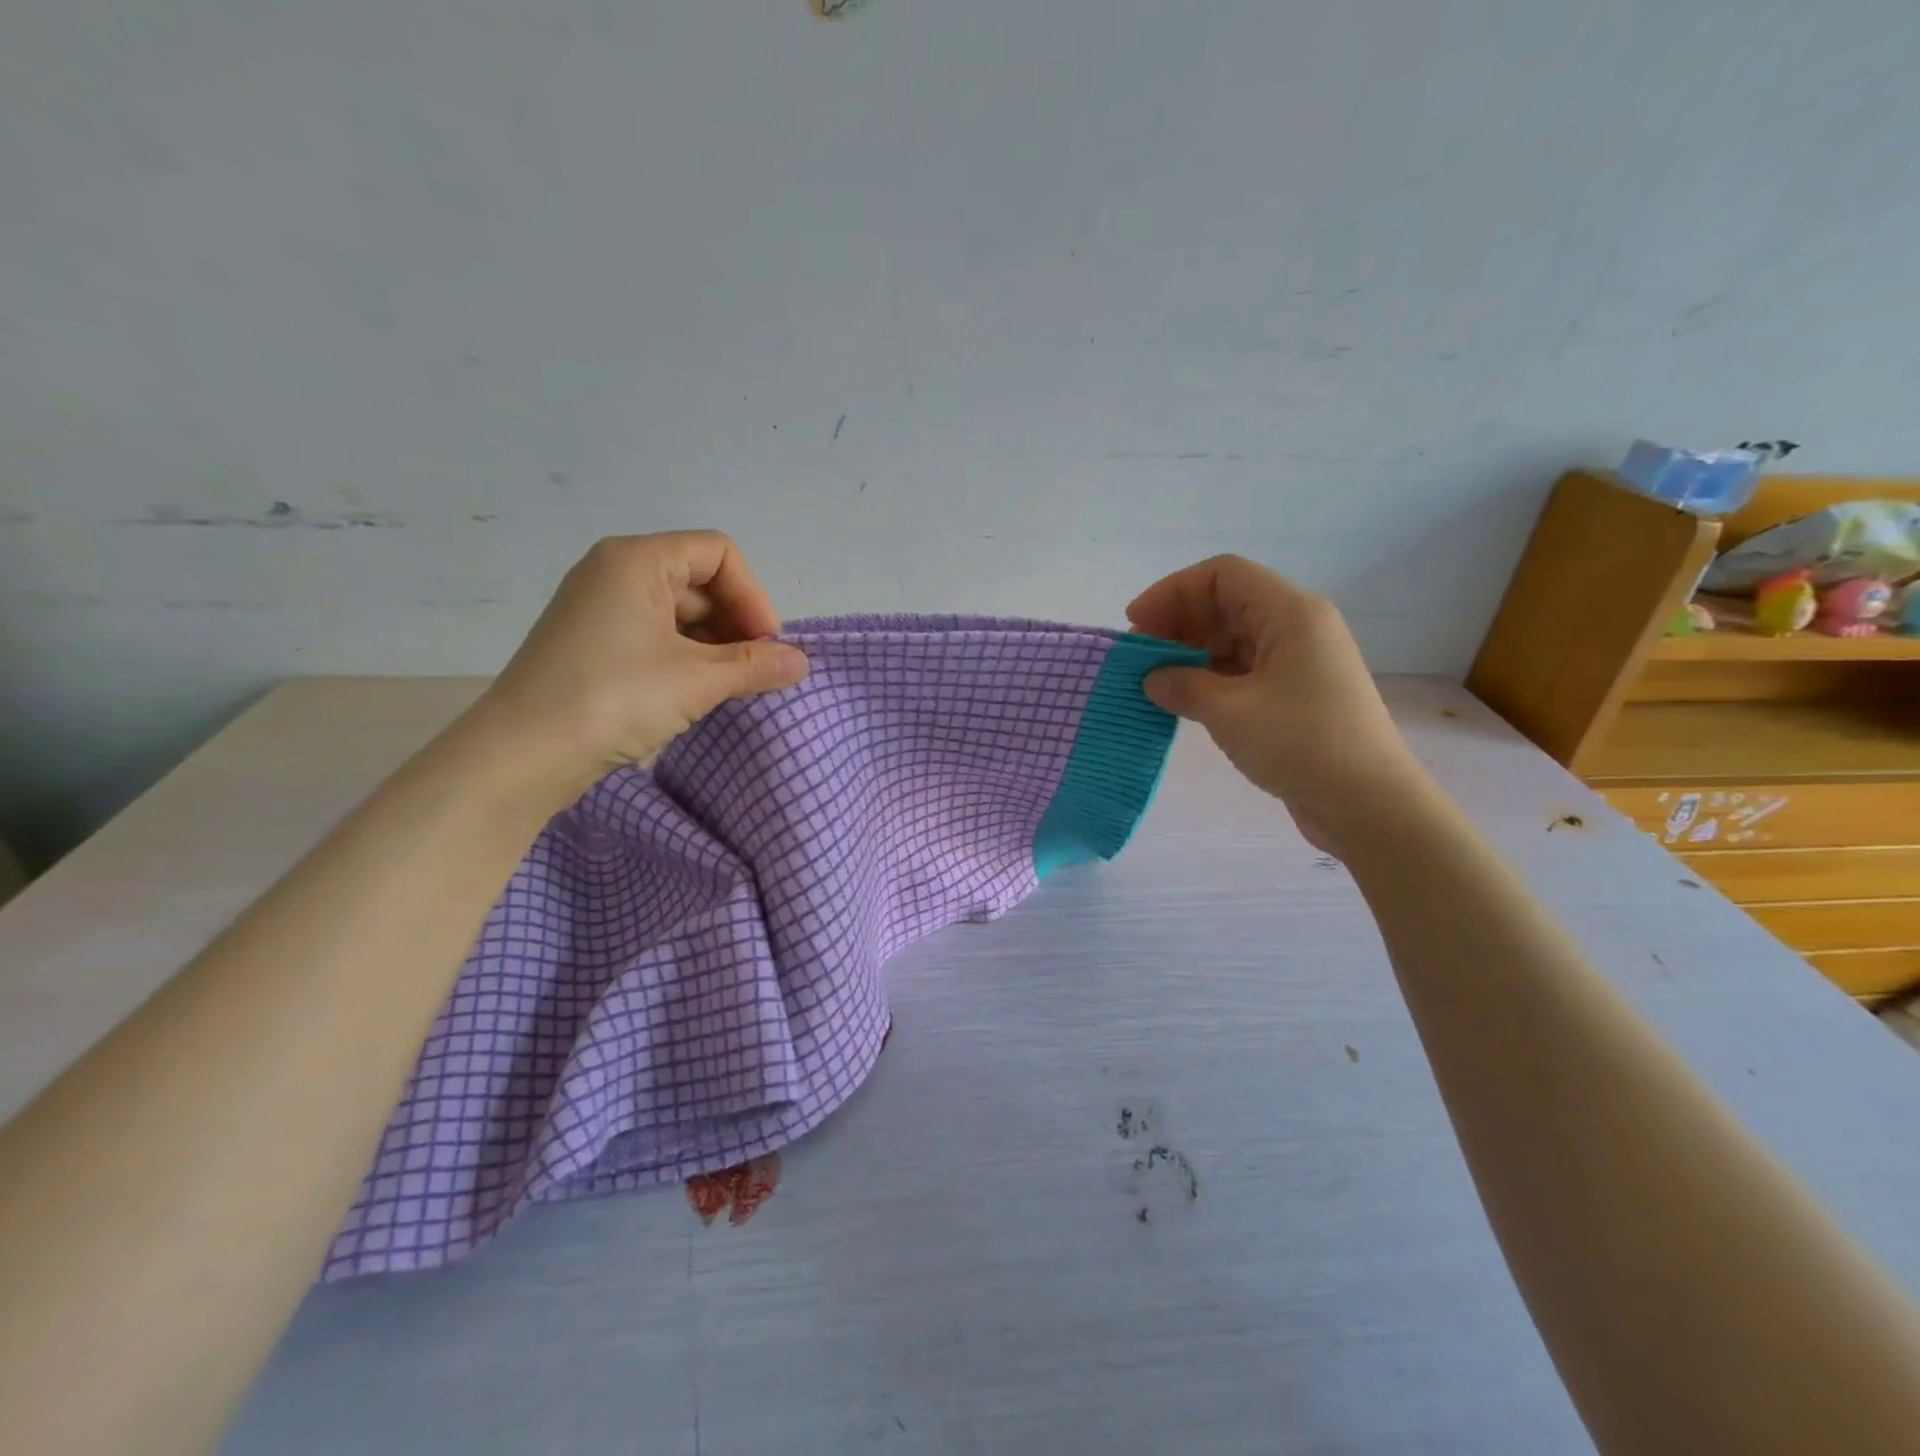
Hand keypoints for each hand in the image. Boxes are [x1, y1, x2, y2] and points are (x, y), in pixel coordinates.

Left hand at [469, 532, 808, 796]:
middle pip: (699, 581)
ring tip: (732, 688)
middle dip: (736, 624)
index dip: (753, 596)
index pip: (718, 553)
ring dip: (715, 646)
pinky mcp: (591, 644)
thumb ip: (755, 666)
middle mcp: (614, 572)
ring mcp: (599, 609)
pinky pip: (655, 637)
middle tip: (757, 671)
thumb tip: (802, 662)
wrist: (522, 756)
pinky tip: (698, 694)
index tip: (767, 645)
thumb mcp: (696, 681)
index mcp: (637, 560)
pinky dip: (686, 658)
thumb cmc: (614, 698)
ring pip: (678, 613)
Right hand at [1127, 555, 1420, 847]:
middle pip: (1226, 604)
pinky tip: (1184, 700)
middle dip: (1177, 623)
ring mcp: (1299, 661)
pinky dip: (1210, 678)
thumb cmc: (1300, 744)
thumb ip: (1183, 686)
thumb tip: (1152, 679)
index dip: (1172, 592)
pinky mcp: (1296, 693)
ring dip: (1190, 653)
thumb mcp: (1230, 712)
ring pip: (1233, 638)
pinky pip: (1244, 669)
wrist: (1368, 804)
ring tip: (1154, 681)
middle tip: (1139, 657)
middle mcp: (1297, 626)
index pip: (1221, 576)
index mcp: (1290, 613)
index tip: (1136, 622)